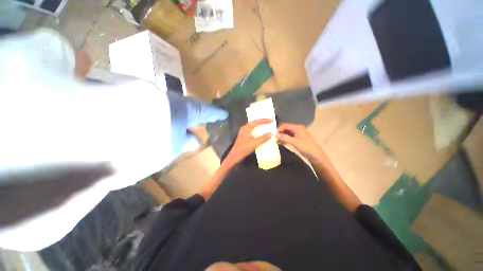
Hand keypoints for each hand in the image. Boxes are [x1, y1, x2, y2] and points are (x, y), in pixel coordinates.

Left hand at [225, 119, 272, 166]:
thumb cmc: (245, 147)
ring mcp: (243, 132)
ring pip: (253, 127)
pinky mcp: (244, 137)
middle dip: (262, 122)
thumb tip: (271, 133)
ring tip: (266, 127)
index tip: (272, 120)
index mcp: (246, 127)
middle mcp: (244, 128)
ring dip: (259, 126)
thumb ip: (264, 138)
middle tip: (269, 122)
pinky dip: (257, 131)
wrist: (236, 155)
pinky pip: (252, 131)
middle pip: (254, 123)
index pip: (257, 121)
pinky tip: (260, 134)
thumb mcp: (255, 142)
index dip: (265, 120)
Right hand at [276, 123, 324, 162]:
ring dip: (281, 136)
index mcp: (297, 128)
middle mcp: (297, 129)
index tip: (273, 135)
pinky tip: (280, 142)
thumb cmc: (306, 147)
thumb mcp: (294, 142)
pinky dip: (284, 139)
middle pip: (285, 128)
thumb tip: (276, 135)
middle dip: (280, 133)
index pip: (285, 125)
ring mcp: (297, 134)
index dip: (279, 129)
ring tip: (276, 141)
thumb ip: (285, 138)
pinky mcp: (297, 138)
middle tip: (274, 138)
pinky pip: (289, 137)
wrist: (315, 155)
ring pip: (287, 133)